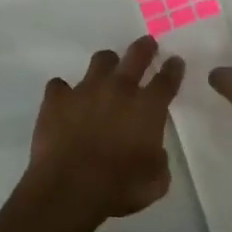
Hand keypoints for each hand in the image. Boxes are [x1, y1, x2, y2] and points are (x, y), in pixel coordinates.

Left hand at [28, 36, 184, 220]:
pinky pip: (59, 86)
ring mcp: (85, 90)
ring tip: (106, 69)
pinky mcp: (57, 99)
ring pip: (100, 61)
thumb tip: (152, 152)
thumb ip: (158, 160)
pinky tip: (64, 102)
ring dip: (106, 64)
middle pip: (136, 56)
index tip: (175, 61)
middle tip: (147, 43)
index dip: (173, 69)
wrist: (70, 188)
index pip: (166, 80)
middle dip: (144, 48)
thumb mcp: (156, 181)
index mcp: (147, 108)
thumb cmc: (120, 187)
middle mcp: (118, 90)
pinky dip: (64, 93)